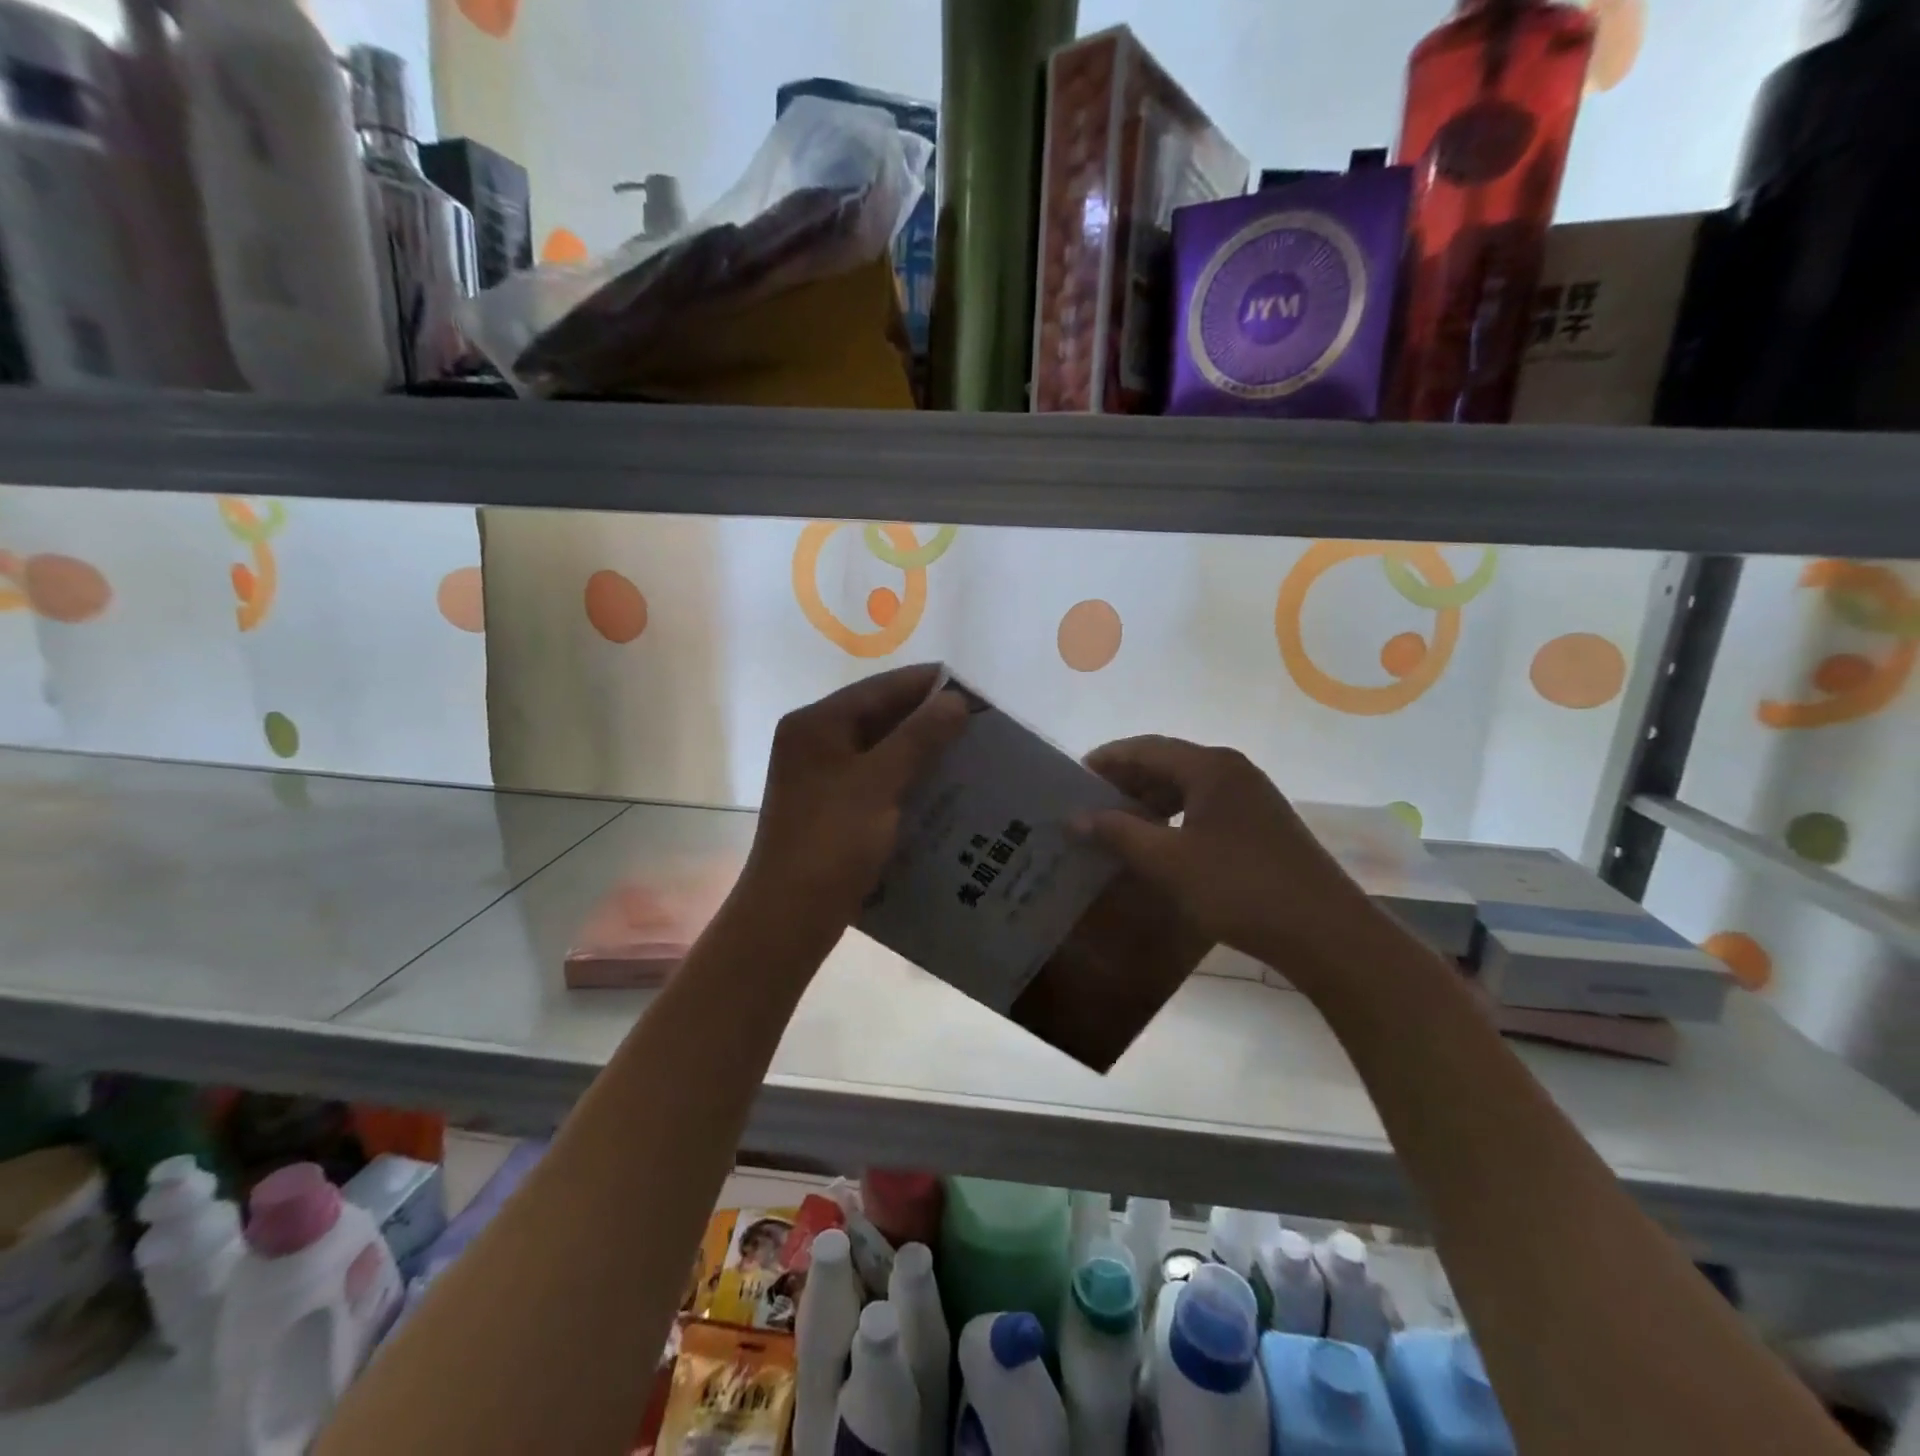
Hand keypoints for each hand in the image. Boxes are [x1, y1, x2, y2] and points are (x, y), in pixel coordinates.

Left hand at [740, 664, 966, 936]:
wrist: (790, 916)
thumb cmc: (831, 842)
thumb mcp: (878, 783)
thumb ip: (919, 737)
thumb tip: (957, 699)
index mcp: (816, 723)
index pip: (882, 688)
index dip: (930, 686)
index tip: (977, 694)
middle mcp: (815, 741)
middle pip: (880, 715)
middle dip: (929, 720)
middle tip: (981, 728)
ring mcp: (822, 776)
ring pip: (882, 749)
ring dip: (922, 751)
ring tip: (970, 756)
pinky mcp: (832, 806)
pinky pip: (877, 779)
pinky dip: (908, 779)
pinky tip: (943, 789)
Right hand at [1079, 736, 1379, 980]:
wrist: (1324, 931)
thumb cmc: (1239, 888)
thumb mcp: (1168, 862)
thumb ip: (1118, 833)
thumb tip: (1075, 817)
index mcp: (1210, 766)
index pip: (1145, 747)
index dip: (1106, 760)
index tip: (1072, 779)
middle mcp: (1232, 770)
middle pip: (1166, 763)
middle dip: (1125, 782)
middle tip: (1089, 806)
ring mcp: (1251, 795)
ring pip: (1186, 786)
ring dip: (1149, 801)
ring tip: (1117, 827)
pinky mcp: (1260, 822)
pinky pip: (1205, 806)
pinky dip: (1174, 818)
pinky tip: (1159, 843)